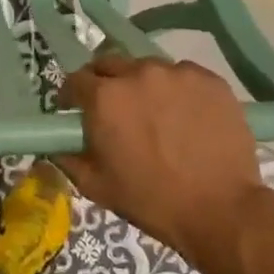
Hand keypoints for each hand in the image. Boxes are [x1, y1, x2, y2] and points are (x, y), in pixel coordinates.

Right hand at [55, 55, 271, 273]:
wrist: (220, 209)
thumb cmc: (151, 200)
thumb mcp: (96, 185)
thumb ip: (67, 158)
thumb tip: (54, 145)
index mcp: (104, 97)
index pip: (76, 79)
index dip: (72, 95)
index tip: (74, 110)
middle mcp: (138, 74)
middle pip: (110, 64)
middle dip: (105, 82)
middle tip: (114, 109)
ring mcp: (177, 73)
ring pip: (148, 68)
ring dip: (143, 85)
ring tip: (154, 112)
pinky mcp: (210, 80)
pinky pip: (183, 75)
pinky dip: (177, 90)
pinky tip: (185, 115)